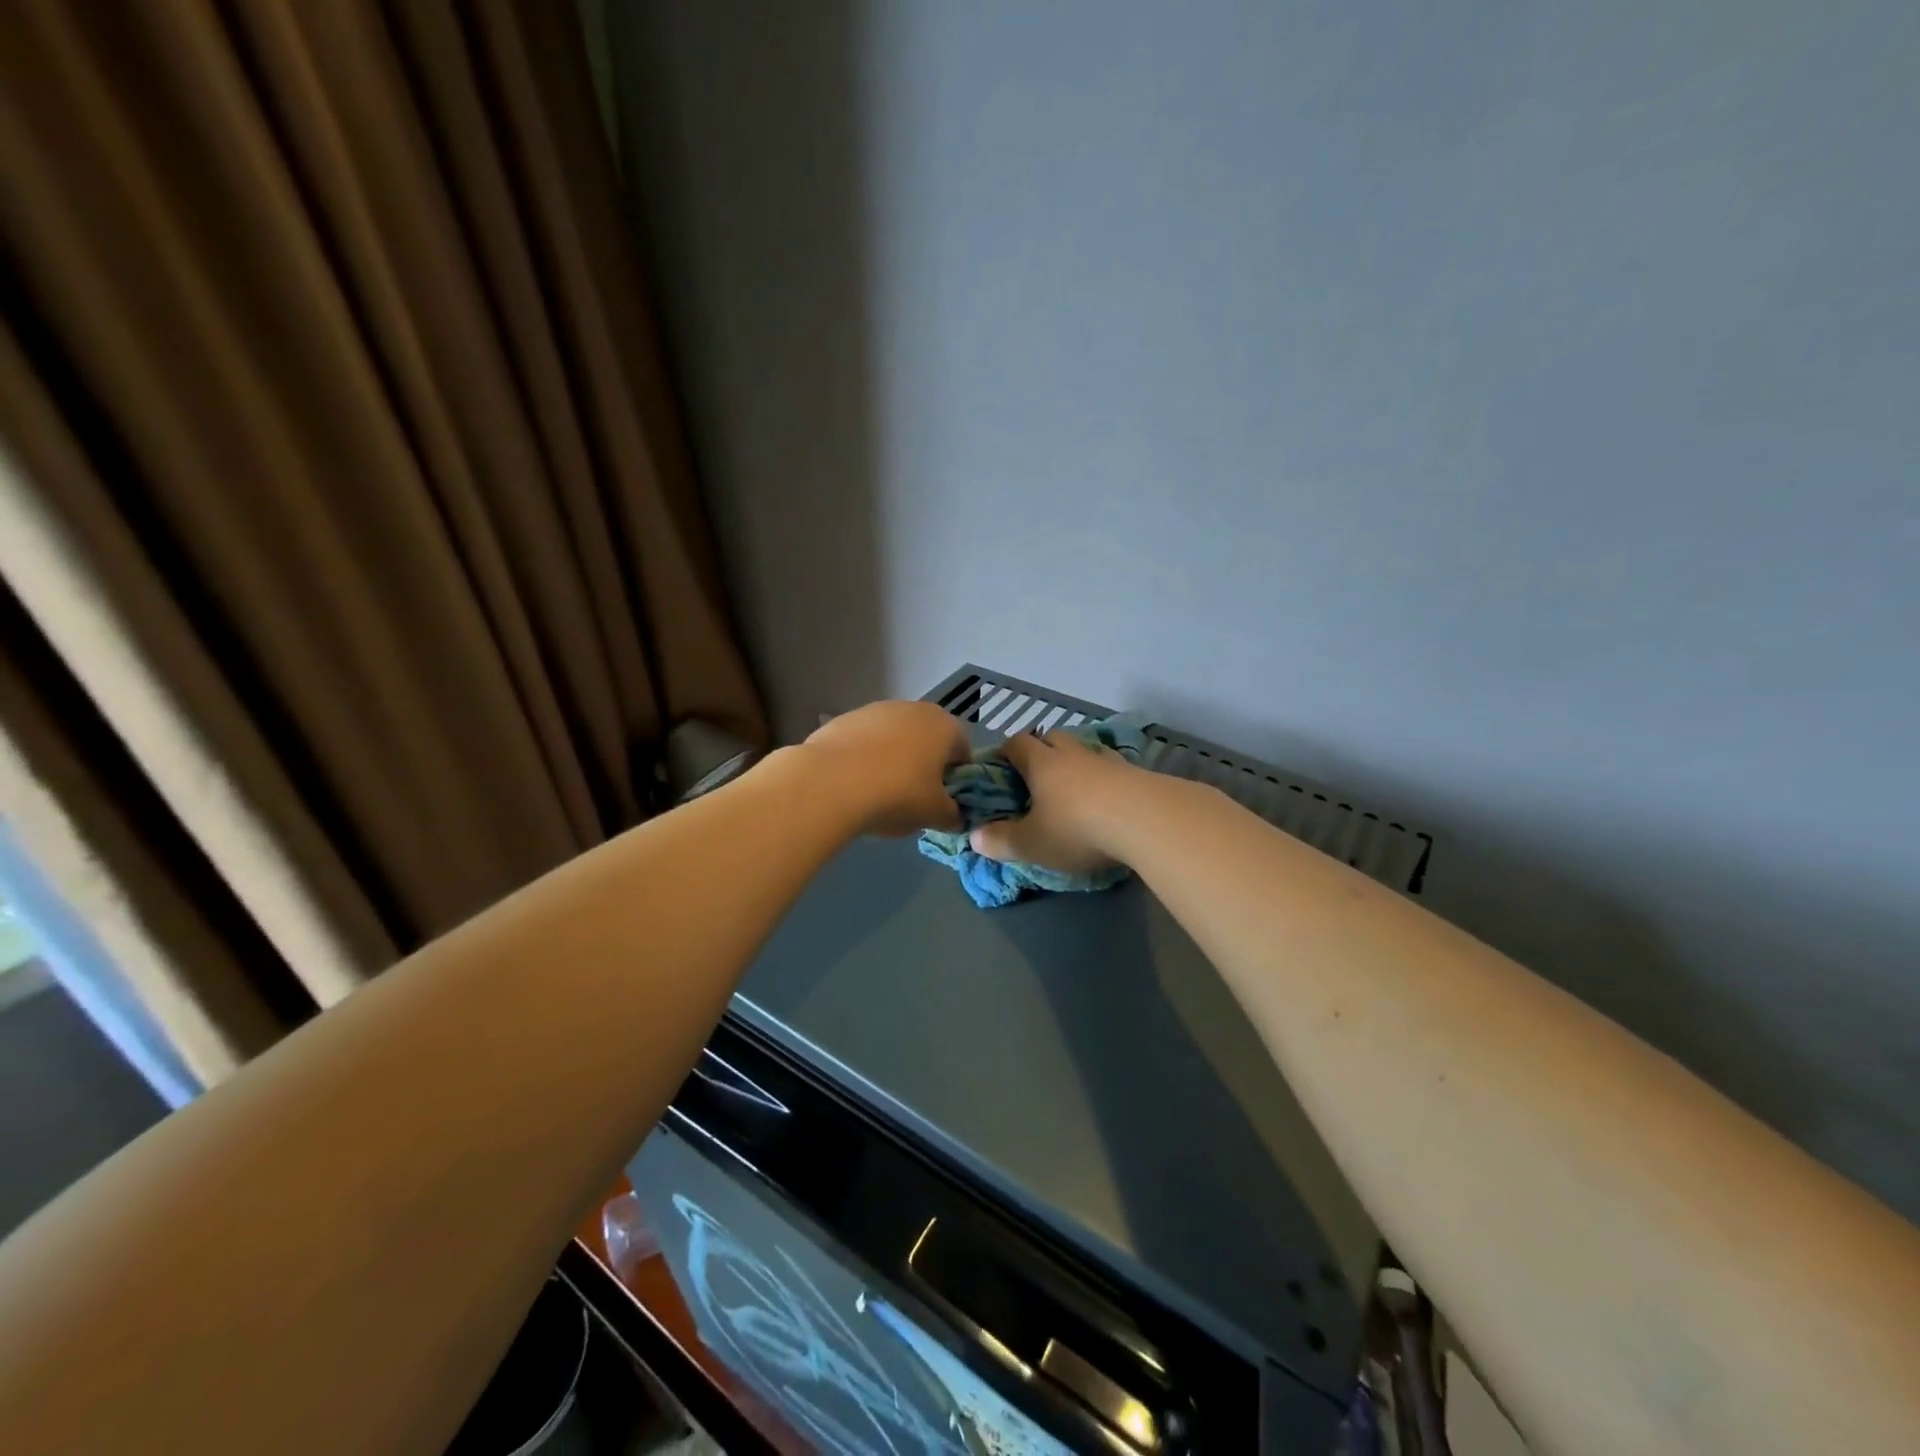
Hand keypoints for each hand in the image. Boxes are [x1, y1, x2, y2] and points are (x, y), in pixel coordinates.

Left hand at [803, 701, 971, 836]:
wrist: (829, 782)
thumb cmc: (897, 795)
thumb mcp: (934, 815)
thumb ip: (953, 815)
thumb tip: (954, 816)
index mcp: (944, 725)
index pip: (963, 751)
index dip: (957, 778)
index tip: (944, 802)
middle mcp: (913, 708)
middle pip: (928, 740)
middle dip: (924, 766)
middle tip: (914, 799)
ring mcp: (875, 710)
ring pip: (895, 739)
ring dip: (893, 761)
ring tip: (879, 794)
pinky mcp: (844, 719)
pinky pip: (865, 742)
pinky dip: (865, 759)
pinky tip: (854, 785)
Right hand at [969, 731, 1138, 873]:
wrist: (1146, 820)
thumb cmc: (1077, 829)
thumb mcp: (1032, 843)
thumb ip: (1001, 841)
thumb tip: (974, 837)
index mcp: (1041, 764)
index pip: (1017, 744)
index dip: (1005, 753)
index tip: (1000, 768)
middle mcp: (1072, 755)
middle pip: (1053, 738)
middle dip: (1042, 751)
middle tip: (1036, 778)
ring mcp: (1107, 761)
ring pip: (1085, 752)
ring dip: (1076, 764)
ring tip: (1074, 790)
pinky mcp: (1136, 774)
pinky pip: (1112, 769)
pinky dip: (1105, 780)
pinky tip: (1108, 799)